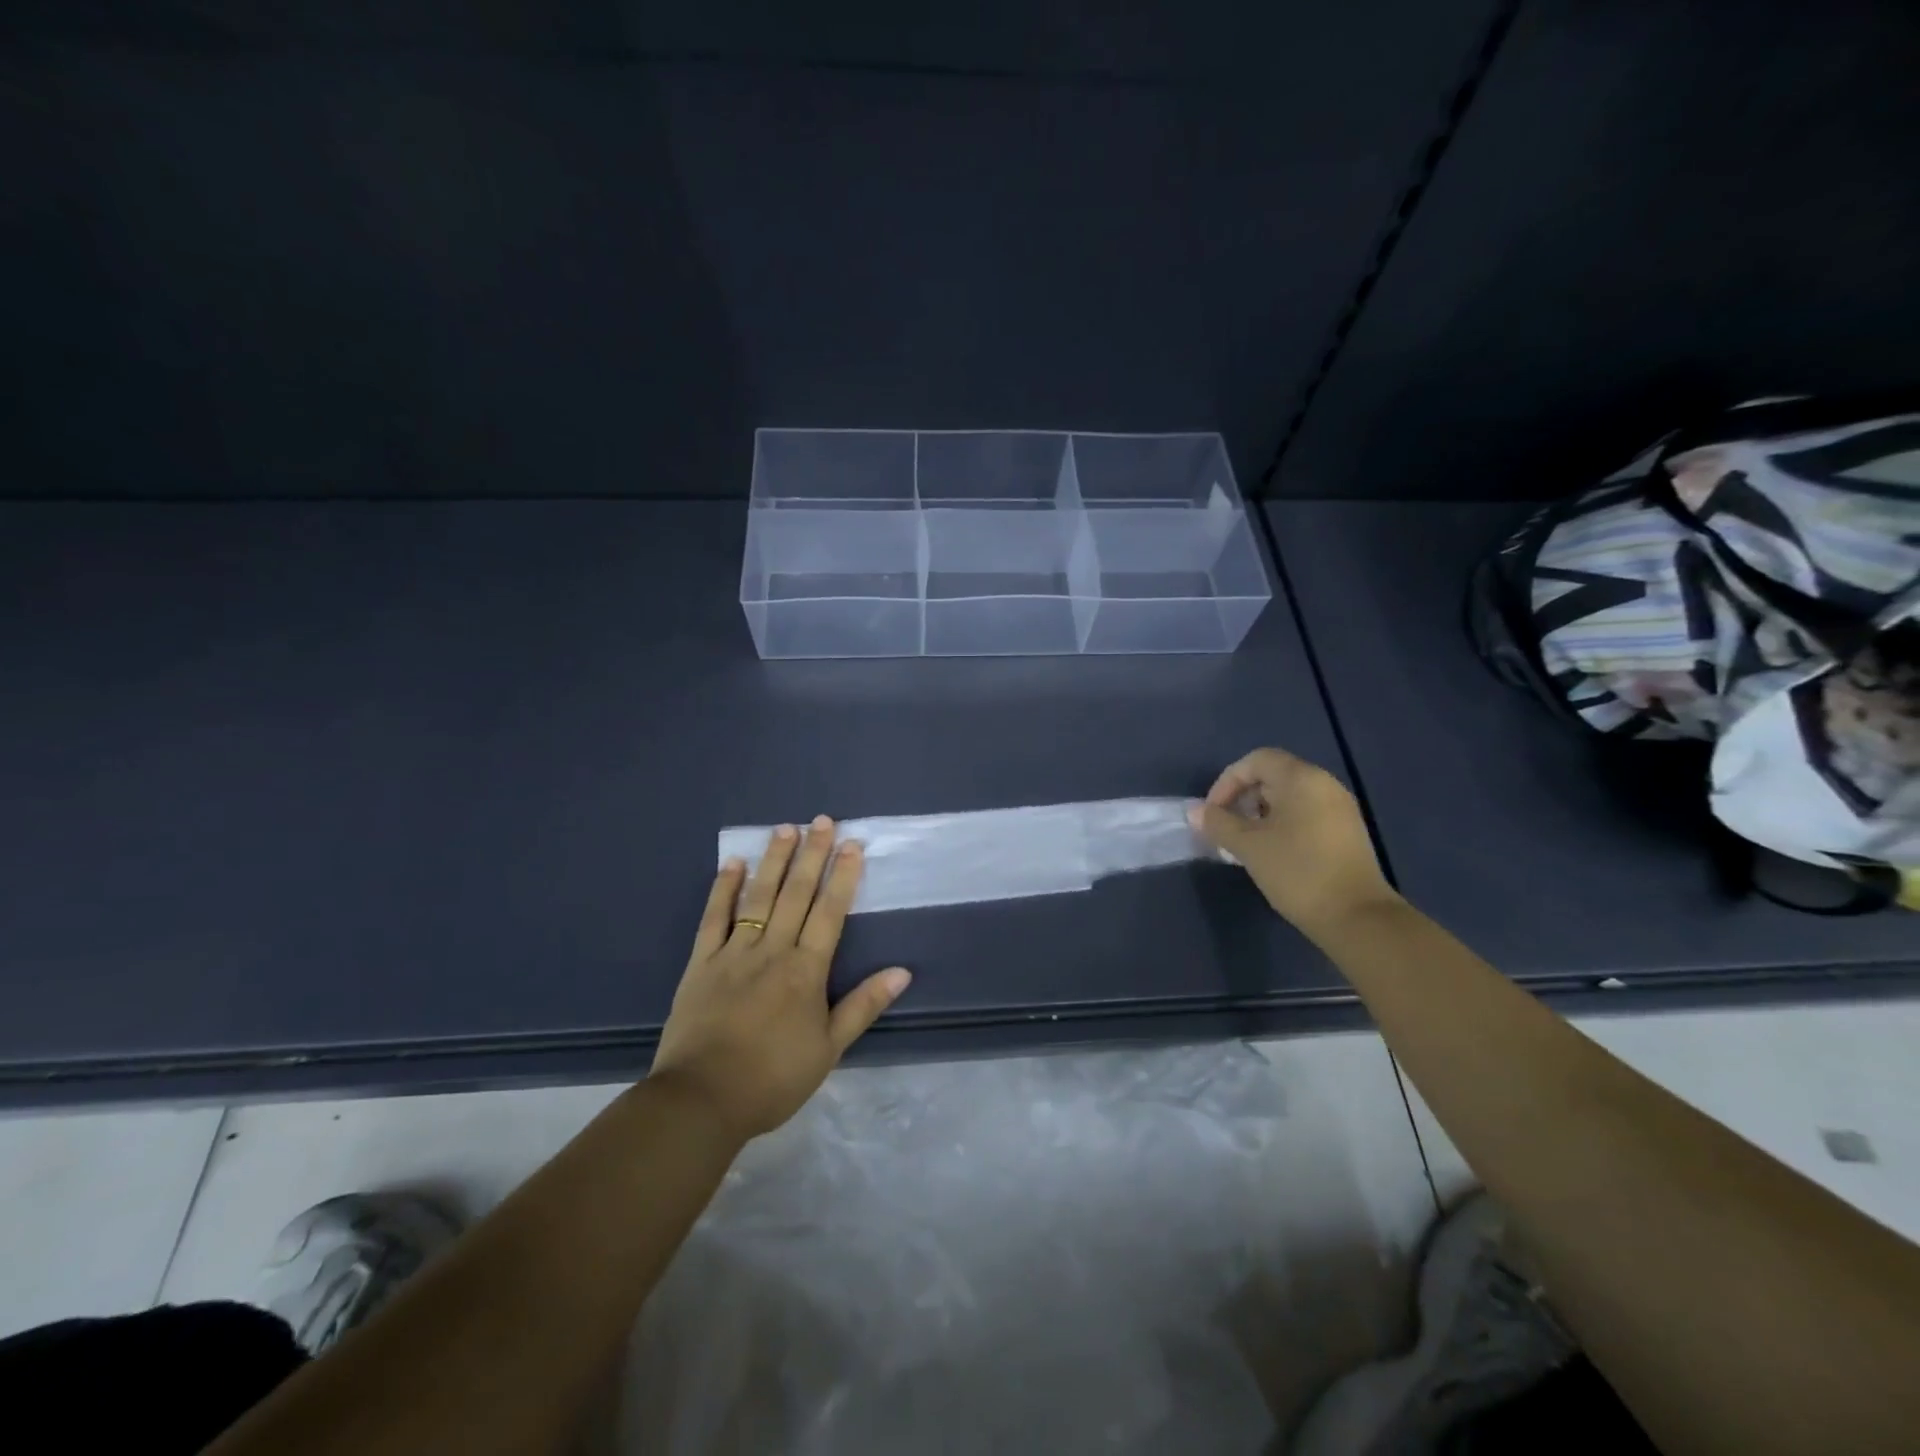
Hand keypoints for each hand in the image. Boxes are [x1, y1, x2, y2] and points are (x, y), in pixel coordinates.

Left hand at [650, 816, 911, 1142]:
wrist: (701, 1100)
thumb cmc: (772, 1079)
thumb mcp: (829, 1049)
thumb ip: (863, 1006)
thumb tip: (902, 971)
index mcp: (806, 971)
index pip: (829, 913)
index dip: (843, 876)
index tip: (852, 845)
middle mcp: (772, 950)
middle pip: (796, 894)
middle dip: (812, 855)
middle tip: (822, 820)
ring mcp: (733, 953)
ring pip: (758, 897)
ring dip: (774, 861)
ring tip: (785, 829)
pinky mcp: (701, 963)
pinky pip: (713, 918)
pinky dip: (723, 889)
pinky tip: (732, 863)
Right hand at [1187, 748, 1395, 935]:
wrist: (1356, 917)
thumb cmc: (1297, 872)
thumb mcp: (1248, 846)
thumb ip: (1218, 824)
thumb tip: (1195, 812)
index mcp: (1302, 779)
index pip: (1256, 761)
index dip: (1227, 781)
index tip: (1213, 812)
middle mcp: (1324, 785)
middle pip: (1273, 776)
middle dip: (1242, 798)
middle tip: (1226, 829)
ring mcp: (1339, 809)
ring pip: (1288, 797)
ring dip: (1259, 814)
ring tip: (1244, 843)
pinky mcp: (1345, 832)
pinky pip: (1305, 814)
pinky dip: (1281, 824)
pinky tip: (1271, 853)